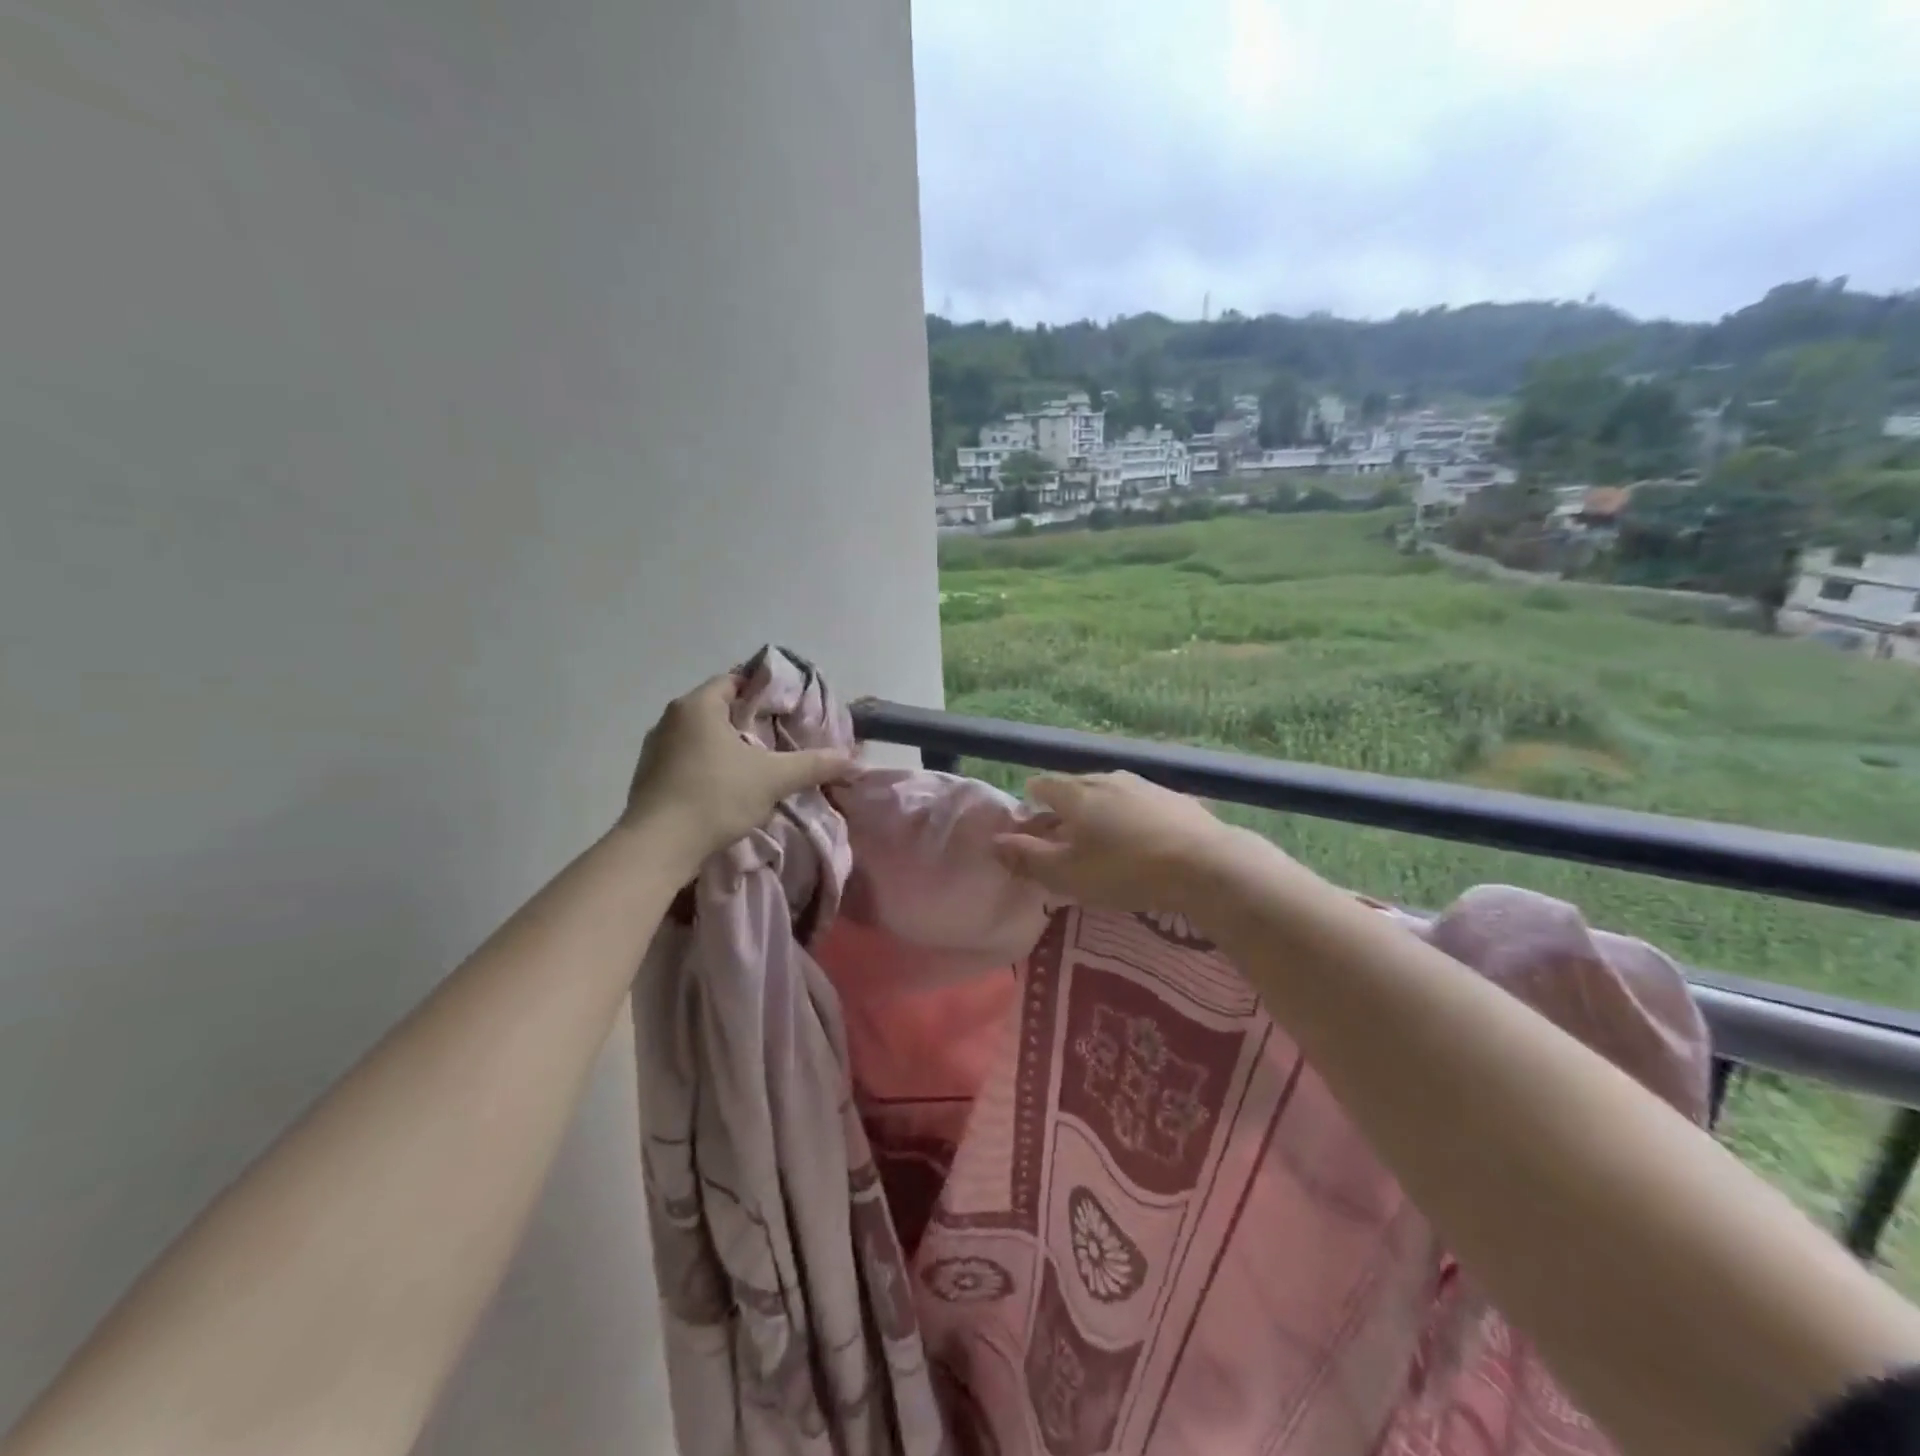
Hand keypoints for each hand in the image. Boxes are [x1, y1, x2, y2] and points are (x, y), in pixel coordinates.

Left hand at [621, 673, 852, 866]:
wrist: (658, 847)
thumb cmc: (715, 797)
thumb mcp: (773, 779)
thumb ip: (814, 765)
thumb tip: (853, 759)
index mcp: (698, 706)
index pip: (735, 681)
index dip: (764, 691)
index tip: (787, 709)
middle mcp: (671, 718)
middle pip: (718, 708)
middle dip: (748, 721)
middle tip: (779, 737)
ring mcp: (654, 748)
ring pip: (700, 736)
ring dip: (725, 746)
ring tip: (756, 764)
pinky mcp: (648, 777)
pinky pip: (685, 760)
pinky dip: (707, 766)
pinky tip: (725, 788)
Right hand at [990, 772, 1249, 915]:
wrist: (1205, 864)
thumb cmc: (1125, 870)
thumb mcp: (1068, 874)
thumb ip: (1028, 858)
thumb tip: (993, 842)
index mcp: (1076, 793)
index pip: (1043, 785)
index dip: (1031, 802)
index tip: (1030, 823)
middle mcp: (1107, 779)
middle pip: (1075, 786)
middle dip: (1064, 807)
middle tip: (1062, 835)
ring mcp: (1144, 785)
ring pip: (1109, 792)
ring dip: (1098, 809)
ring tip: (1101, 836)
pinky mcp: (1175, 798)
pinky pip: (1139, 802)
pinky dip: (1130, 815)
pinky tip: (1140, 837)